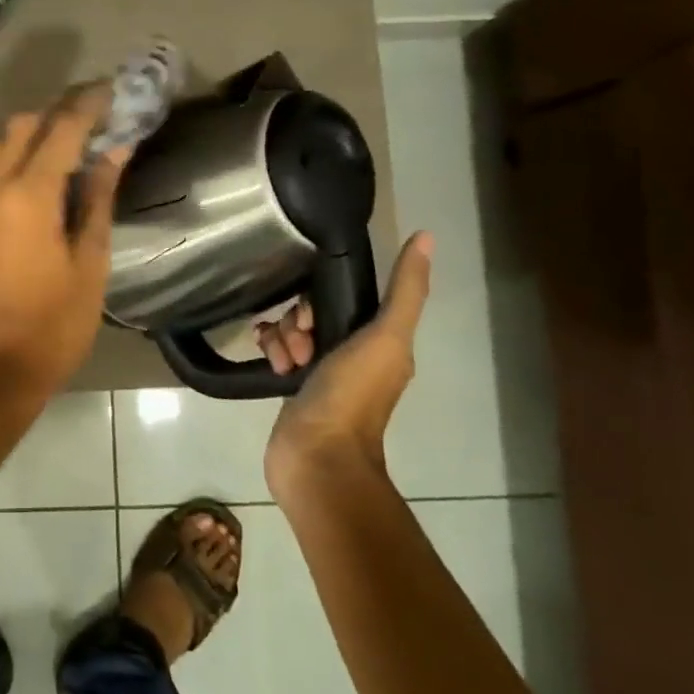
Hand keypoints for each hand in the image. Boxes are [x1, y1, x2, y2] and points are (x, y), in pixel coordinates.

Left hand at [0, 84, 129, 399]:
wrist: (0, 366)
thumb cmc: (57, 321)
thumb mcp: (91, 260)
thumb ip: (98, 198)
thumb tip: (115, 150)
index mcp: (30, 195)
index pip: (61, 129)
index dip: (89, 105)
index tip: (114, 92)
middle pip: (23, 125)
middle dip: (60, 111)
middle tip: (99, 119)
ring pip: (2, 143)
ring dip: (36, 132)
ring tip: (74, 146)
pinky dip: (19, 155)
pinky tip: (47, 176)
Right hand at [259, 232, 433, 502]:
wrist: (316, 457)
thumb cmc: (351, 396)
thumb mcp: (384, 337)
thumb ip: (404, 290)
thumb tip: (425, 237)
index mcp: (380, 342)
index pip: (344, 299)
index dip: (321, 300)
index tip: (311, 318)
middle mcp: (352, 354)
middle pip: (314, 313)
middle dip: (297, 321)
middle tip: (298, 346)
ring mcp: (321, 373)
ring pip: (293, 331)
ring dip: (281, 337)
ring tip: (283, 361)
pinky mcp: (294, 387)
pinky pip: (278, 351)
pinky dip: (270, 350)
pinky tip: (268, 362)